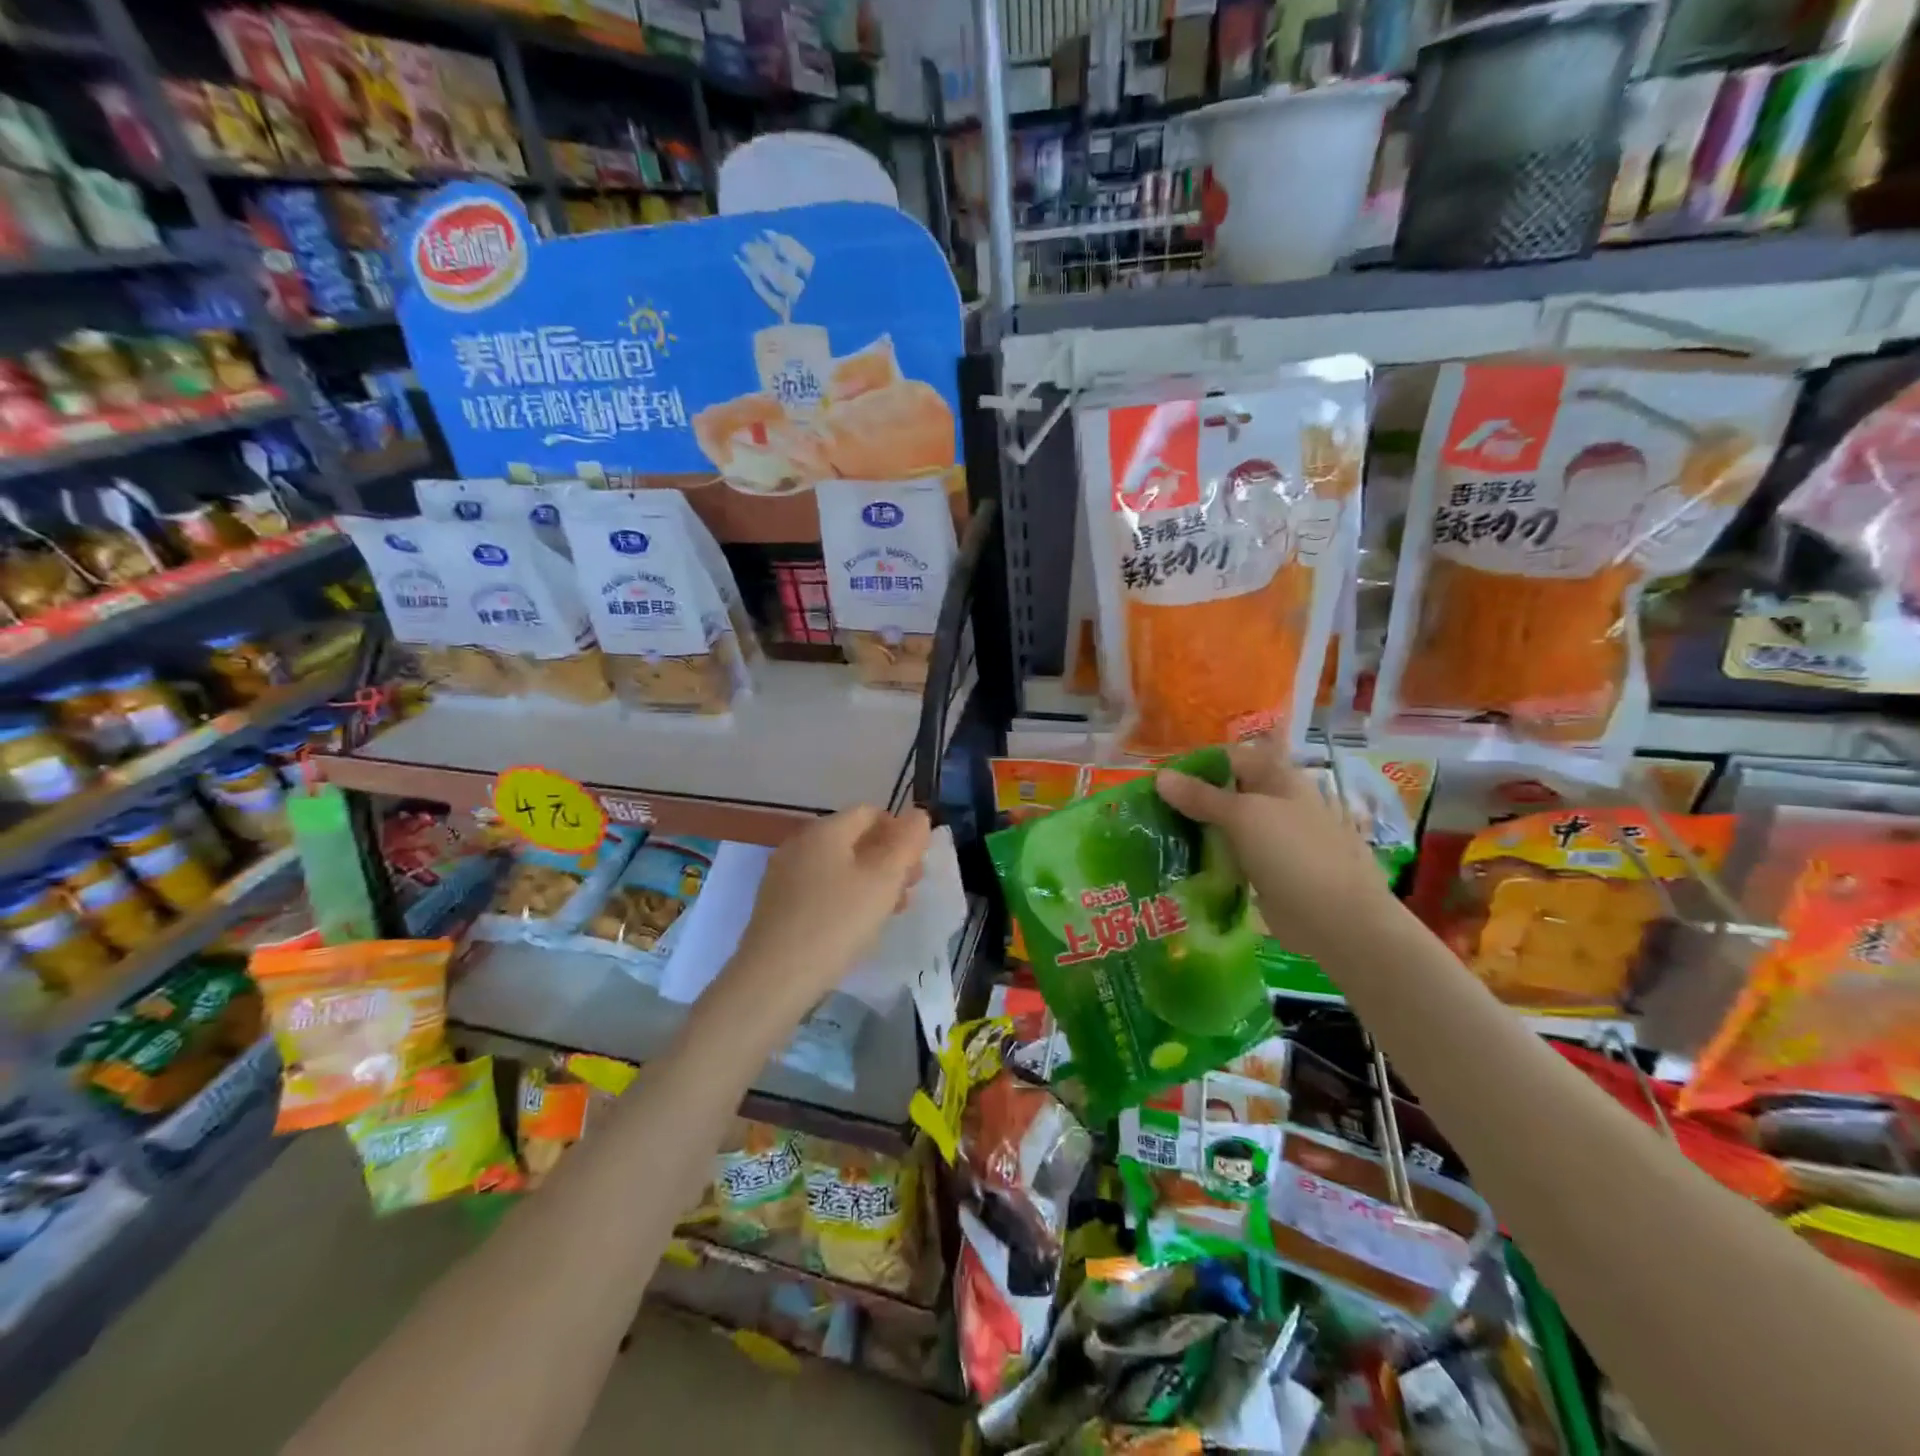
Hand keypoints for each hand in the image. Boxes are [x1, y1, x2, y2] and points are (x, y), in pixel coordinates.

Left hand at [724, 805, 932, 1018]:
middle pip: (854, 839)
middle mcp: (800, 843)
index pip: (871, 813)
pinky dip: (844, 898)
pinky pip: (820, 889)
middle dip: (888, 860)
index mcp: (824, 830)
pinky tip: (854, 927)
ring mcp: (784, 875)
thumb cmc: (836, 923)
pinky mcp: (776, 905)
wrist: (773, 980)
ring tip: (888, 913)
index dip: (900, 832)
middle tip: (908, 892)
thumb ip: (906, 843)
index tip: (917, 866)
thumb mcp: (884, 880)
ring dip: (870, 882)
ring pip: (838, 867)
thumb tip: (918, 815)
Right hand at [1155, 739, 1388, 963]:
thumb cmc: (1294, 855)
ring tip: (1158, 834)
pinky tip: (1182, 862)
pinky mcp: (1268, 871)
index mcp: (1280, 778)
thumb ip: (1201, 796)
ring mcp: (1274, 839)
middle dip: (1192, 798)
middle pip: (1227, 791)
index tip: (1160, 780)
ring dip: (1198, 829)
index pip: (1231, 757)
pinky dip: (1210, 857)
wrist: (1338, 921)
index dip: (1196, 763)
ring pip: (1227, 825)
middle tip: (1151, 808)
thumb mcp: (1243, 816)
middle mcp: (1278, 803)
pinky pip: (1232, 856)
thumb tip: (1159, 776)